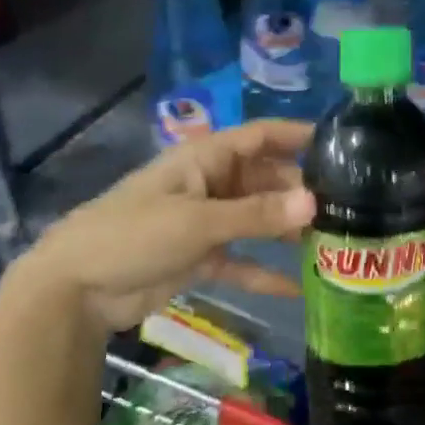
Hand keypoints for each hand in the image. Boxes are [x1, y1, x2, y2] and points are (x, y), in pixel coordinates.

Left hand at [0, 121, 316, 332]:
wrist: (75, 288)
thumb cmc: (134, 236)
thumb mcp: (198, 222)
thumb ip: (257, 215)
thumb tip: (314, 203)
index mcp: (205, 159)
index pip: (259, 137)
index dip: (296, 136)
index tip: (341, 144)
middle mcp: (209, 184)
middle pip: (264, 180)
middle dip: (300, 191)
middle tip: (348, 208)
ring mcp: (204, 222)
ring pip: (256, 220)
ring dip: (286, 231)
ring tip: (332, 243)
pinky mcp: (198, 257)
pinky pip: (240, 260)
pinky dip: (263, 272)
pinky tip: (296, 289)